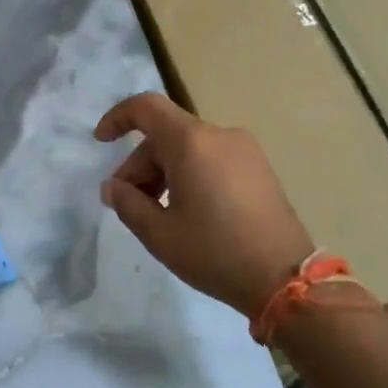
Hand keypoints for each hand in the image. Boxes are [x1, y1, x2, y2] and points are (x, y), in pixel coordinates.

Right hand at [95, 92, 313, 315]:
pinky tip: (189, 212)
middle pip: (166, 135)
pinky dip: (190, 175)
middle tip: (130, 203)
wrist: (286, 279)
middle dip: (140, 164)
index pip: (146, 107)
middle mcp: (220, 136)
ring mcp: (245, 151)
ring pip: (188, 149)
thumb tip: (113, 187)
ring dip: (164, 172)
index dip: (117, 118)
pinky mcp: (259, 169)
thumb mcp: (158, 233)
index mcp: (192, 142)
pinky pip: (211, 159)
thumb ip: (127, 203)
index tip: (101, 142)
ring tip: (159, 213)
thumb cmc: (215, 252)